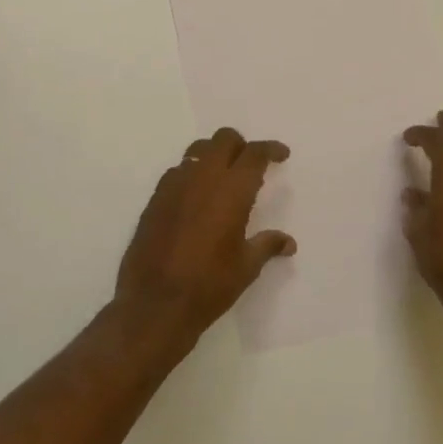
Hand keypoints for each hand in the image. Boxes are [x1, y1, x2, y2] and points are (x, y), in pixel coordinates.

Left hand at [114, 127, 295, 345]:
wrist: (155, 303)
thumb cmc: (209, 285)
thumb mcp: (246, 267)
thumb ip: (267, 246)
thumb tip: (288, 242)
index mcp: (232, 190)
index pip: (254, 154)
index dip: (270, 149)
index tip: (281, 155)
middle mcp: (202, 178)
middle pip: (223, 140)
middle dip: (241, 146)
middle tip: (251, 164)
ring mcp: (174, 186)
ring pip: (197, 151)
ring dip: (214, 156)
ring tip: (223, 178)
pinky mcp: (154, 200)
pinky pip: (177, 172)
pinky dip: (192, 174)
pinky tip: (196, 198)